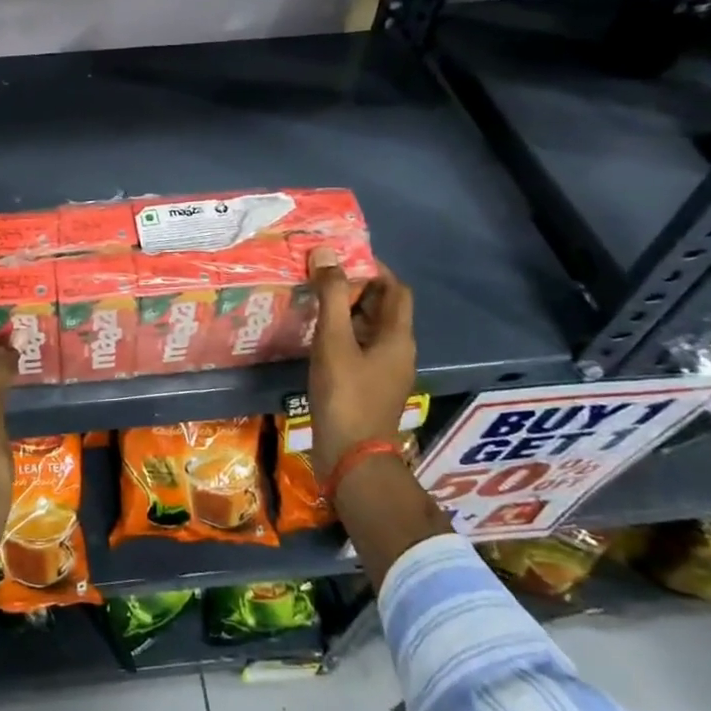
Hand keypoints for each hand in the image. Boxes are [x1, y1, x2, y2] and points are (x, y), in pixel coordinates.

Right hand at [306, 252, 416, 482]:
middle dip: (355, 286)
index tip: (342, 255)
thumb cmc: (346, 395)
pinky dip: (341, 333)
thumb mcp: (334, 342)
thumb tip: (325, 254)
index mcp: (398, 337)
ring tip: (313, 296)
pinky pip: (358, 347)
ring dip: (346, 310)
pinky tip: (315, 333)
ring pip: (368, 328)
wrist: (352, 457)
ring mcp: (383, 370)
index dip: (373, 268)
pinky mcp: (368, 385)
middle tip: (321, 273)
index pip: (395, 288)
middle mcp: (397, 350)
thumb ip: (330, 297)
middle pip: (382, 307)